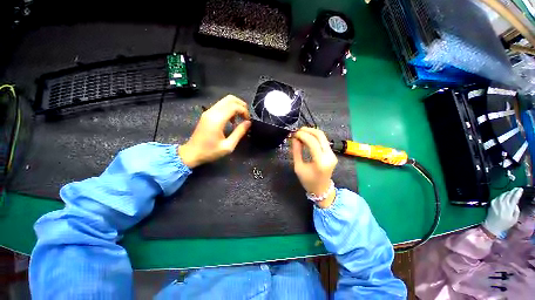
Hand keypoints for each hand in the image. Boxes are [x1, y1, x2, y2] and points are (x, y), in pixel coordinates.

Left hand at [178, 95, 250, 167]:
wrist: (192, 153)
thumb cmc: (210, 151)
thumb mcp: (228, 146)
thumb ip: (239, 132)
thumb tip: (248, 123)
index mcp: (217, 119)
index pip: (234, 106)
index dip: (244, 111)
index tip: (248, 120)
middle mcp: (212, 112)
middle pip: (230, 99)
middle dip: (241, 105)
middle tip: (246, 116)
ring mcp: (208, 112)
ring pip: (225, 100)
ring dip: (236, 106)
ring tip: (241, 118)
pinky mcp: (207, 114)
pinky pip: (221, 105)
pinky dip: (230, 109)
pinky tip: (232, 120)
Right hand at [292, 127, 337, 207]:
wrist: (321, 190)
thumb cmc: (308, 181)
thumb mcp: (298, 167)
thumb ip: (296, 151)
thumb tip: (294, 138)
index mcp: (320, 162)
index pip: (312, 142)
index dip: (302, 135)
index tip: (294, 134)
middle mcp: (329, 156)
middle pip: (320, 135)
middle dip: (308, 130)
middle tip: (298, 130)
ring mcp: (332, 154)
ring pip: (323, 136)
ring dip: (311, 132)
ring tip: (301, 133)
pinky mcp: (332, 153)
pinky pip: (323, 141)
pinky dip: (314, 137)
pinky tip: (306, 138)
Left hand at [482, 187, 521, 237]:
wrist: (492, 226)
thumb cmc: (504, 224)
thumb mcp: (514, 219)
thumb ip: (516, 211)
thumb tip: (516, 204)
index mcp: (509, 207)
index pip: (515, 197)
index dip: (518, 192)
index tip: (521, 189)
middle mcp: (502, 203)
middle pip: (509, 194)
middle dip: (513, 191)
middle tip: (517, 189)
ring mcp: (496, 202)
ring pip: (503, 194)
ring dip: (508, 192)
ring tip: (511, 192)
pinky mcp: (492, 203)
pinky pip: (498, 197)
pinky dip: (502, 195)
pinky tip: (504, 196)